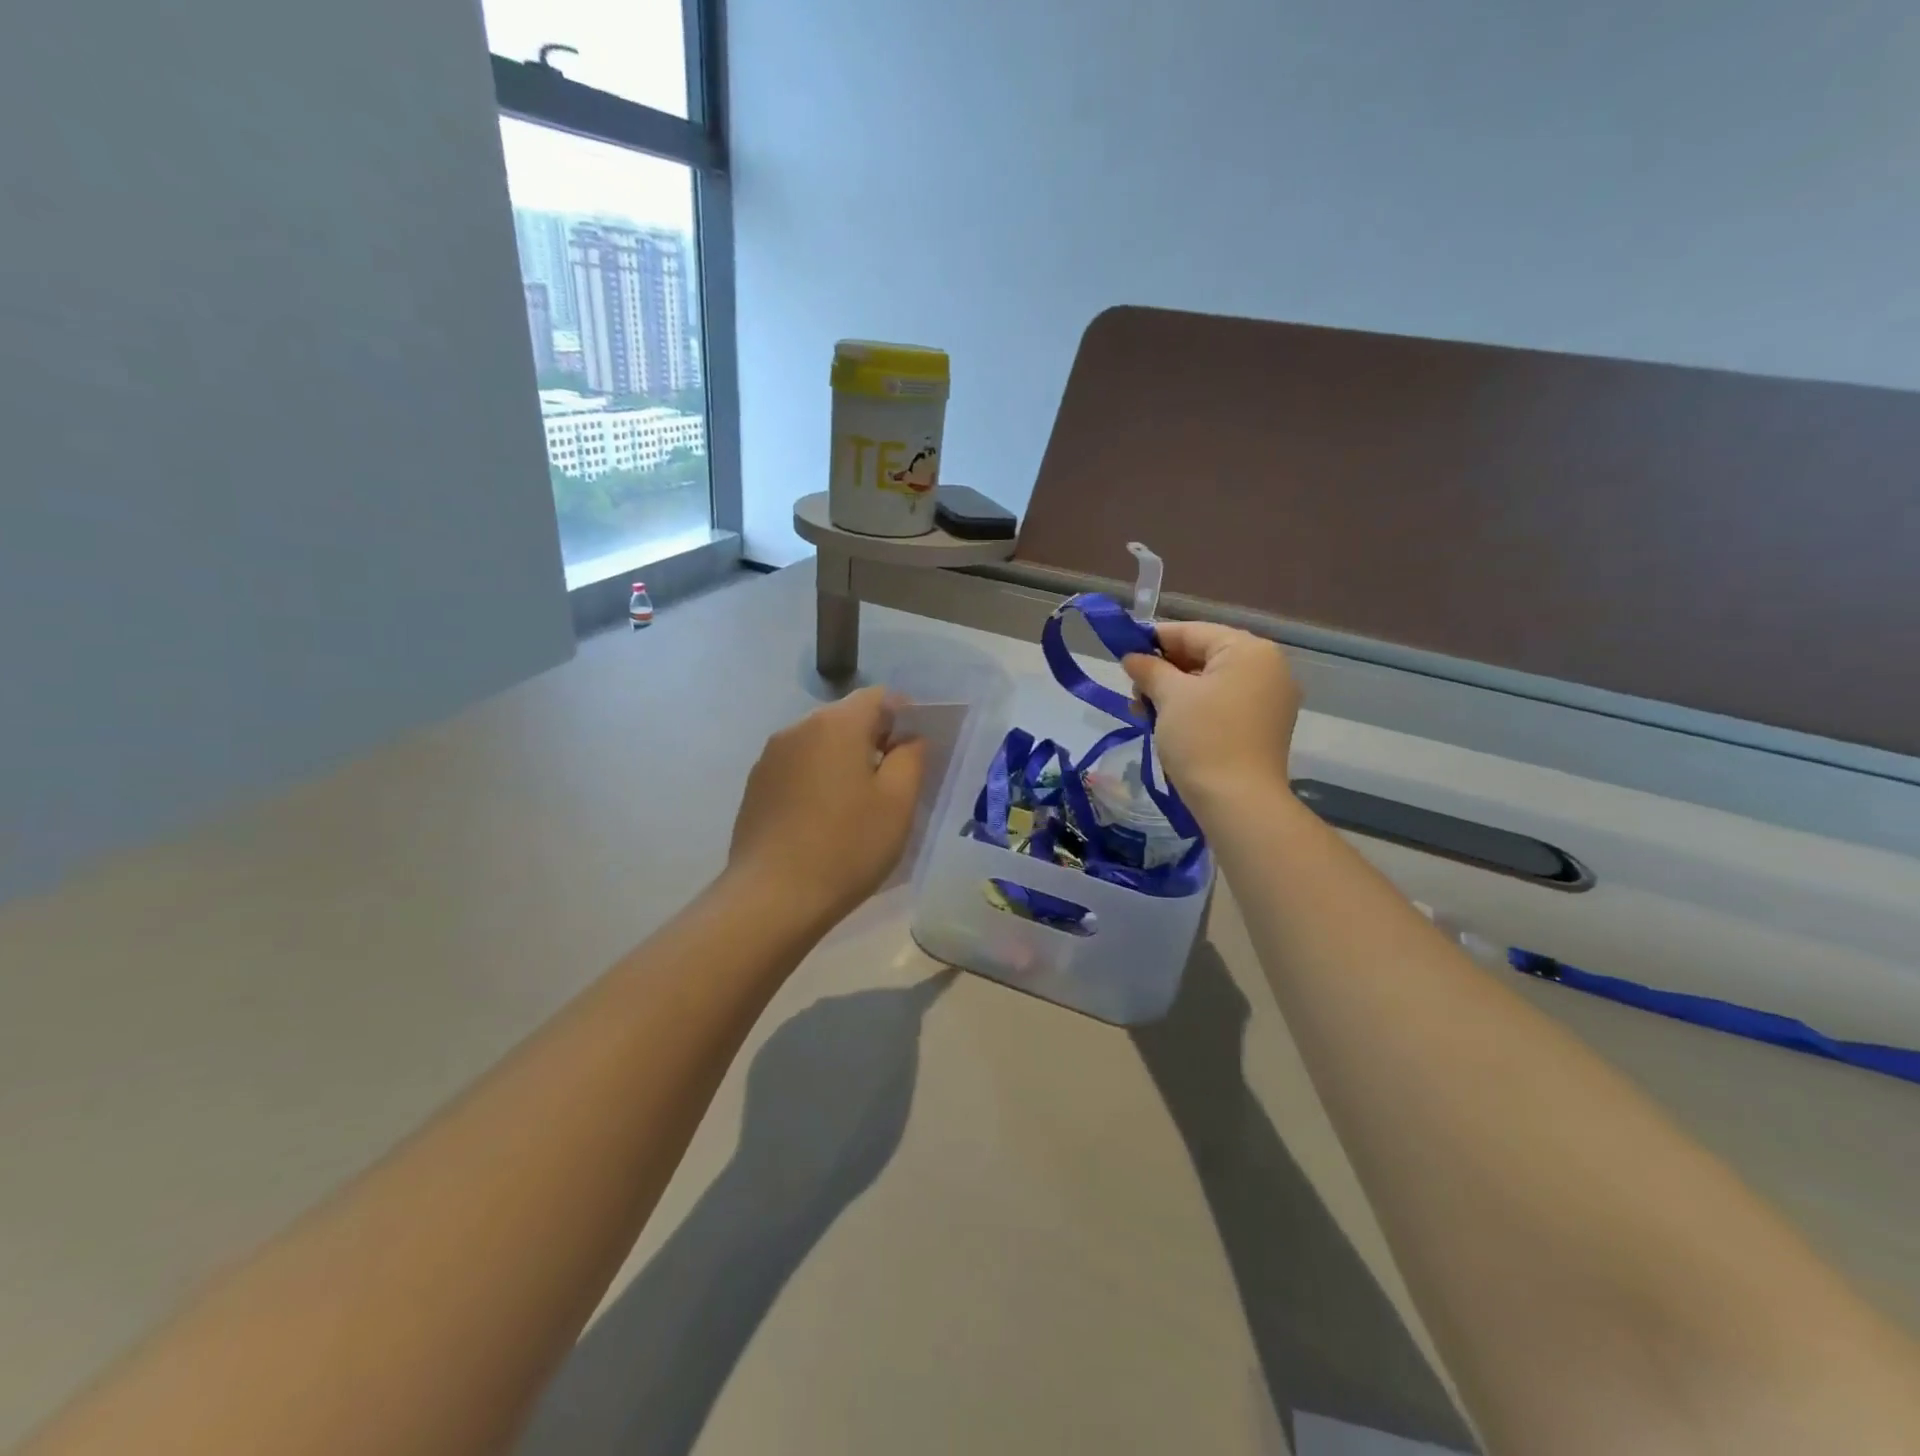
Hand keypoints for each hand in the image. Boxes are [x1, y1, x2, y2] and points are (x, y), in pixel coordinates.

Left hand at [727, 687, 926, 927]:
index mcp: (836, 724)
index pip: (879, 697)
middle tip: (894, 782)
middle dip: (874, 739)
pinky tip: (824, 819)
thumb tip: (908, 738)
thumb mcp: (897, 803)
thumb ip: (911, 757)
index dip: (905, 716)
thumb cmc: (847, 847)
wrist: (772, 898)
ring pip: (820, 743)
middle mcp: (798, 728)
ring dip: (844, 760)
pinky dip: (818, 779)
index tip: (916, 751)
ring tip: (858, 805)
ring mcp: (770, 757)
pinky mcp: (755, 786)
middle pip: (847, 717)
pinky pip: (798, 767)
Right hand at [1121, 621, 1300, 818]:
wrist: (1238, 802)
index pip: (1193, 632)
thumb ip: (1149, 669)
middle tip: (1133, 690)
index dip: (1153, 640)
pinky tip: (1167, 723)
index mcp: (1249, 650)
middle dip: (1164, 671)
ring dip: (1175, 692)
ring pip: (1212, 682)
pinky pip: (1224, 704)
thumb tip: (1132, 657)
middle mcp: (1268, 668)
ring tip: (1143, 711)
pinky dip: (1195, 708)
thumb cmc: (1203, 739)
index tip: (1123, 653)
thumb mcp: (1169, 697)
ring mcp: (1271, 699)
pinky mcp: (1265, 727)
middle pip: (1204, 655)